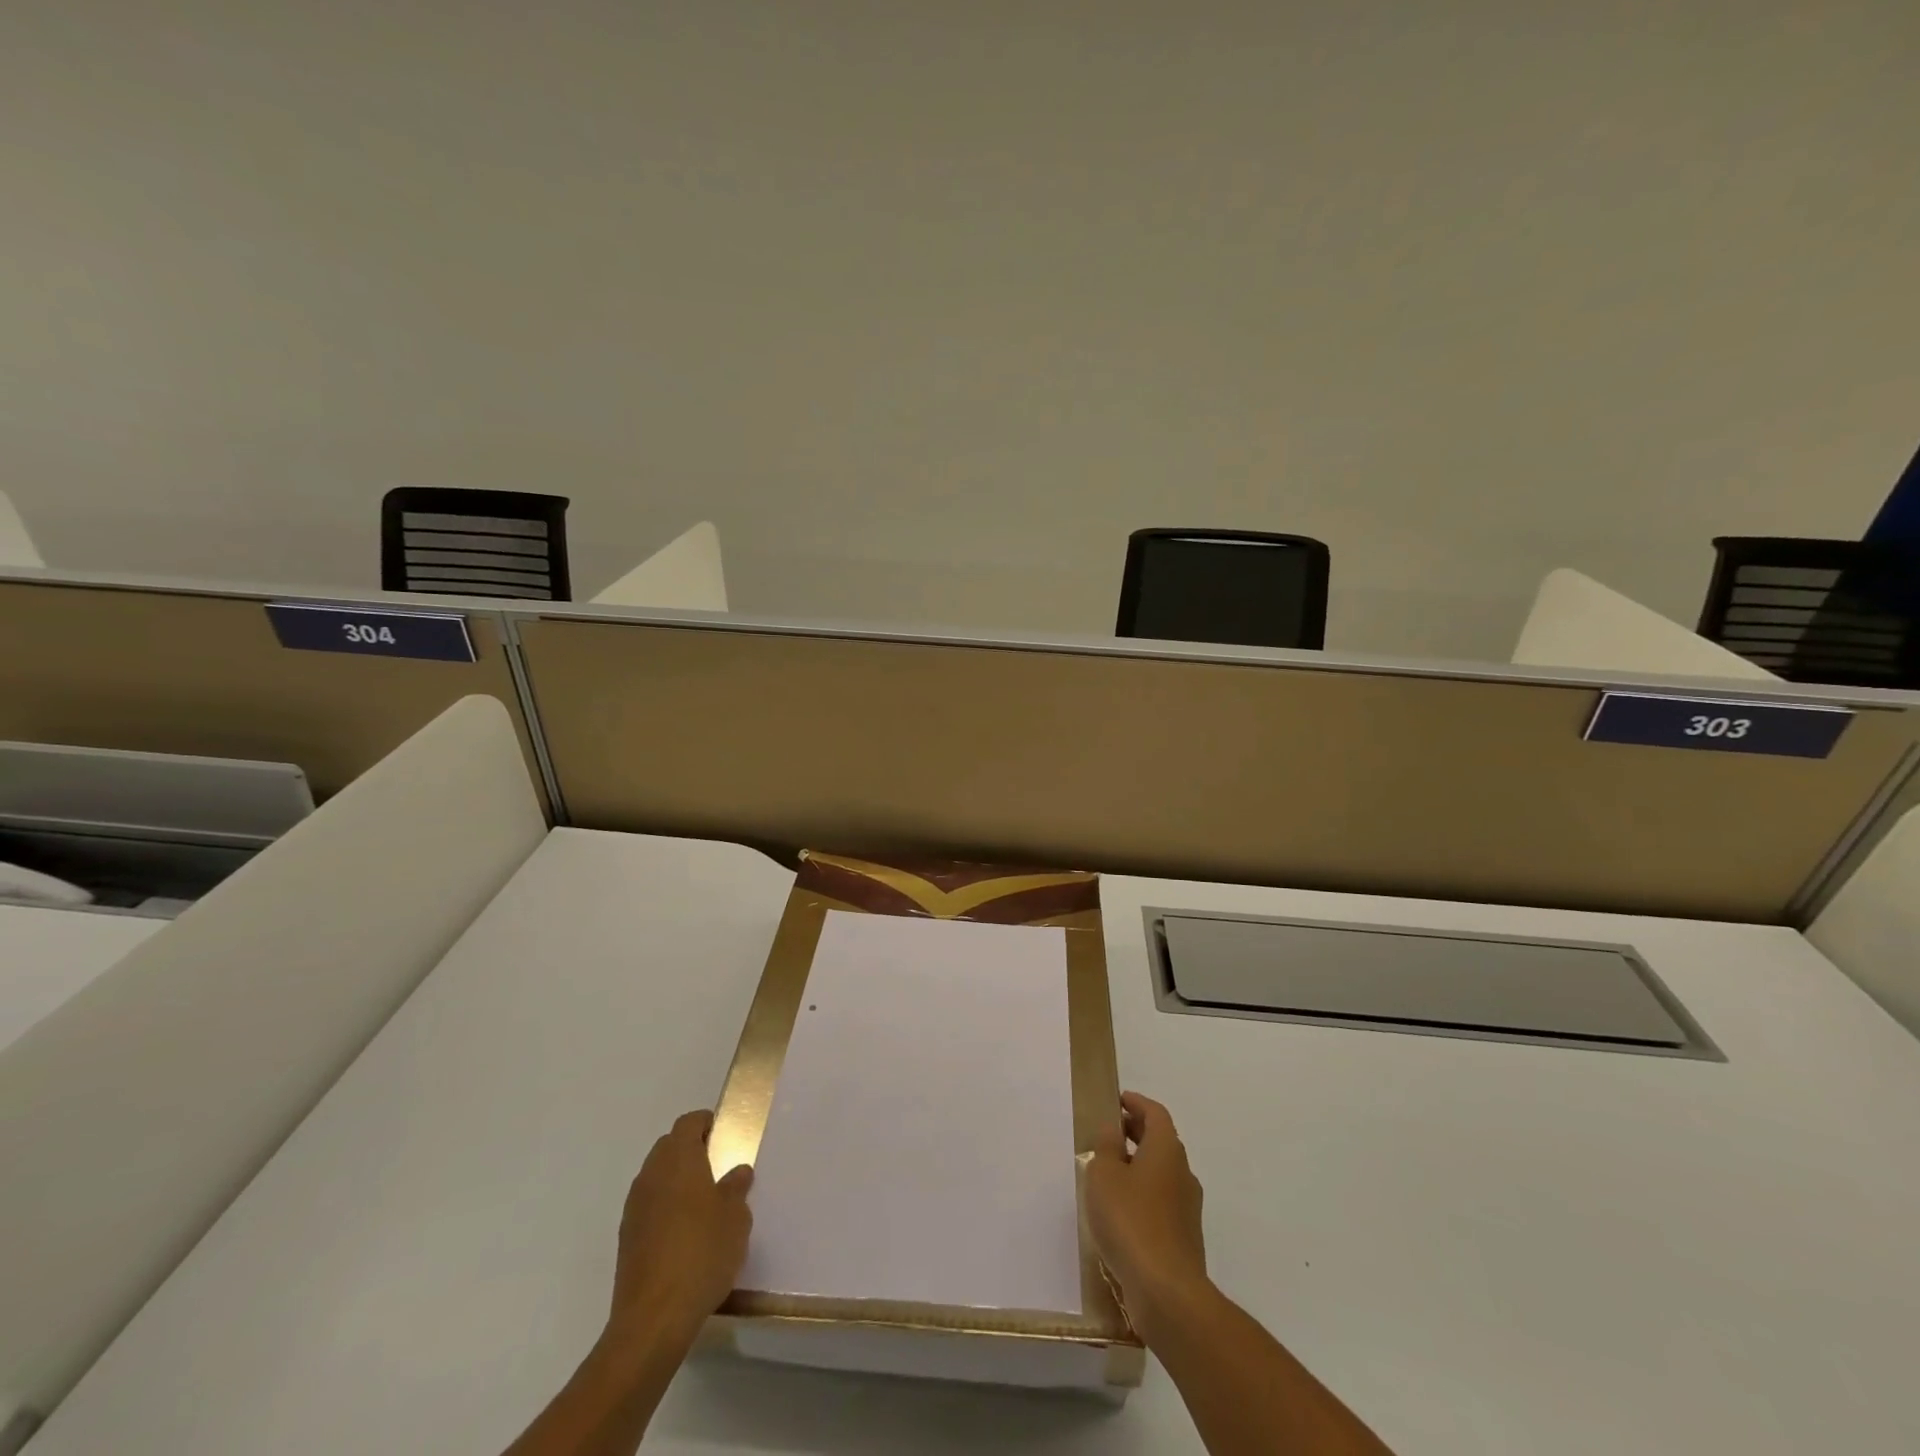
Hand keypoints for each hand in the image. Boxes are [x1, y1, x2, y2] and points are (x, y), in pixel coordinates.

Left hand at [605, 1110, 753, 1350]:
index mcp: (679, 1159)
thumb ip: (736, 1188)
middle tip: (718, 1168)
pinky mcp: (626, 1238)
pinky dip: (665, 1207)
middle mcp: (651, 1175)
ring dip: (676, 1180)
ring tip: (703, 1204)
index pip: (688, 1123)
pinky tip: (684, 1234)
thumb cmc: (702, 1253)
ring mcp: (634, 1207)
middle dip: (691, 1150)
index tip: (724, 1136)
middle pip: (669, 1147)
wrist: (653, 1318)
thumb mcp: (735, 1217)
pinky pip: (649, 1206)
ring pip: (657, 1177)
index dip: (706, 1124)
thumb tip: (737, 1172)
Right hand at [1086, 1091, 1208, 1339]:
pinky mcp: (1185, 1238)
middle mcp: (1183, 1173)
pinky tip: (1121, 1212)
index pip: (1155, 1113)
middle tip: (1110, 1133)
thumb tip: (1113, 1130)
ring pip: (1162, 1173)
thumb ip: (1106, 1147)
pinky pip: (1162, 1202)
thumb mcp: (1104, 1175)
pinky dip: (1144, 1195)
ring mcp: (1188, 1208)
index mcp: (1167, 1150)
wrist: (1167, 1292)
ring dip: (1139, 1166)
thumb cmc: (1130, 1221)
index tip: (1118, 1100)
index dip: (1136, 1103)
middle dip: (1136, 1133)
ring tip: (1109, 1173)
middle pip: (1161, 1141)